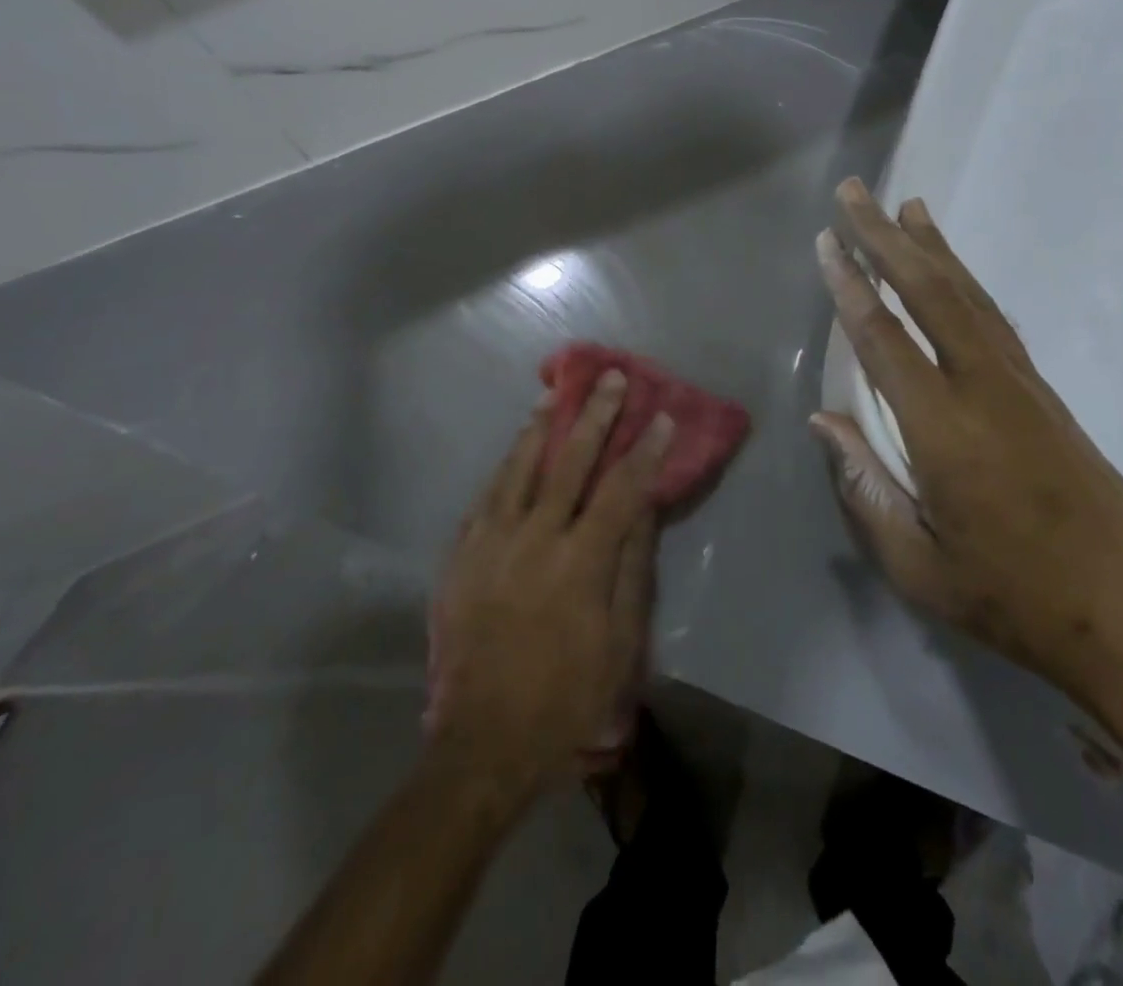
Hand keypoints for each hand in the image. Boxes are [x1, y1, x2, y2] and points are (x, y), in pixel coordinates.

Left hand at [426, 371, 671, 801]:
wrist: (482, 744)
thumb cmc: (566, 699)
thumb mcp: (619, 645)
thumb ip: (631, 570)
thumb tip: (643, 511)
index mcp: (580, 563)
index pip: (621, 490)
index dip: (645, 451)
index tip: (661, 416)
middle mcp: (535, 539)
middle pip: (570, 463)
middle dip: (594, 416)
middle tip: (609, 378)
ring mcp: (491, 543)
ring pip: (519, 468)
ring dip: (540, 427)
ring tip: (554, 393)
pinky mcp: (461, 557)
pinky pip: (485, 497)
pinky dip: (504, 467)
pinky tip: (514, 449)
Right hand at [812, 178, 1122, 745]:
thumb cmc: (1014, 602)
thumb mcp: (917, 565)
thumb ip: (863, 487)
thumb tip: (824, 421)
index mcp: (945, 432)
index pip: (884, 339)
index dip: (850, 286)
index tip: (825, 241)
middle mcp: (986, 390)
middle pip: (930, 294)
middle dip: (887, 238)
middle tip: (855, 192)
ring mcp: (1023, 387)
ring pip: (970, 297)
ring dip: (932, 248)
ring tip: (904, 207)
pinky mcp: (1046, 395)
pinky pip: (996, 320)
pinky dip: (968, 282)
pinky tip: (952, 270)